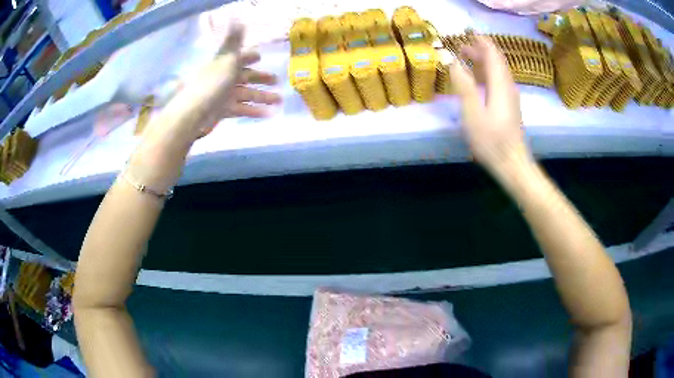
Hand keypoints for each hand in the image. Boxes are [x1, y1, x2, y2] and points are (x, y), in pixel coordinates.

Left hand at [142, 22, 281, 149]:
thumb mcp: (226, 58)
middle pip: (245, 77)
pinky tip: (269, 114)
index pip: (239, 57)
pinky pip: (242, 109)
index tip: (260, 57)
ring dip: (263, 96)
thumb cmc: (211, 82)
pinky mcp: (224, 111)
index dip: (249, 56)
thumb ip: (234, 41)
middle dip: (261, 78)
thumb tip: (238, 18)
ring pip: (247, 94)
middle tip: (277, 80)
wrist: (193, 113)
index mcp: (224, 64)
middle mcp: (224, 78)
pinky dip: (255, 111)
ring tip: (279, 100)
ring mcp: (224, 96)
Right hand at [449, 35, 530, 174]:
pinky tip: (478, 79)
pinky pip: (499, 81)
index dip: (481, 41)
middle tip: (462, 46)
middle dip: (481, 50)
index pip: (493, 54)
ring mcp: (510, 97)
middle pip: (497, 60)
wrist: (512, 164)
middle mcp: (508, 86)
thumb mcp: (473, 113)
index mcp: (500, 84)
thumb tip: (452, 61)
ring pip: (499, 71)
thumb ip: (464, 85)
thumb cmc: (492, 141)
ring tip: (467, 58)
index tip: (468, 32)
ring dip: (484, 61)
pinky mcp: (509, 106)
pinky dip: (488, 73)